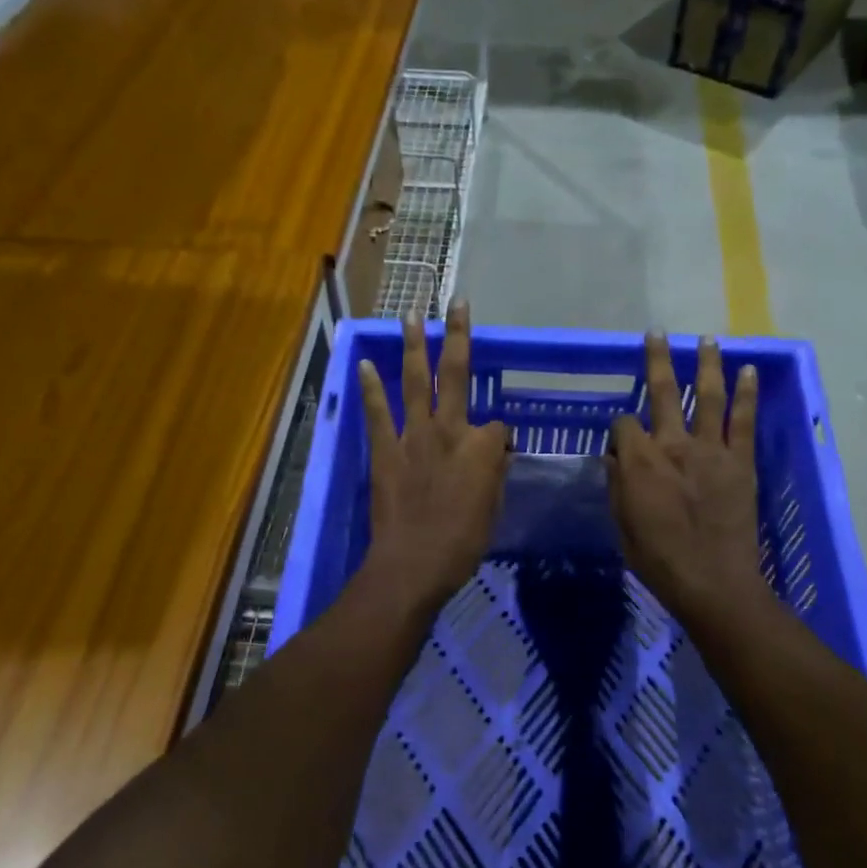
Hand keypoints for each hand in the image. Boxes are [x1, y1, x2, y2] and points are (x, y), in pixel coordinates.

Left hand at [358, 300, 509, 612]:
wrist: (413, 564)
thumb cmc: (462, 544)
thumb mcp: (493, 509)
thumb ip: (493, 475)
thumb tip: (493, 457)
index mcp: (483, 447)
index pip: (498, 425)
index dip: (499, 438)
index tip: (495, 458)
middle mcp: (450, 430)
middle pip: (456, 373)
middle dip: (459, 335)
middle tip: (457, 303)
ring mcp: (414, 436)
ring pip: (416, 381)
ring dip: (414, 346)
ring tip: (410, 316)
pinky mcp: (385, 450)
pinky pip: (378, 412)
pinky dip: (372, 387)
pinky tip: (366, 362)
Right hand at [607, 332, 768, 630]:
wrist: (714, 582)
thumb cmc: (659, 560)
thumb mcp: (622, 525)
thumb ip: (618, 484)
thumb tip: (614, 456)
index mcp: (640, 461)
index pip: (624, 423)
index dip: (619, 426)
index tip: (621, 439)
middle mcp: (673, 444)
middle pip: (664, 392)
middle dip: (657, 360)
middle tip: (657, 333)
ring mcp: (711, 450)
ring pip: (707, 395)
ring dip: (706, 364)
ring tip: (707, 339)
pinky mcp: (740, 461)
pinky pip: (743, 420)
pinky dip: (747, 393)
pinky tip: (749, 371)